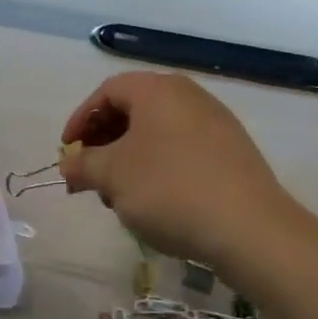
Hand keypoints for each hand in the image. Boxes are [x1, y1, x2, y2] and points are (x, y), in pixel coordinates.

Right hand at [59, 72, 299, 268]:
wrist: (250, 229)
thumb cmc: (169, 189)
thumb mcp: (112, 176)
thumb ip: (82, 165)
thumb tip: (69, 164)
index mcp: (157, 89)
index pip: (106, 92)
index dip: (80, 120)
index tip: (68, 152)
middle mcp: (188, 95)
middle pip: (133, 109)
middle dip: (104, 141)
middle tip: (90, 174)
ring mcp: (215, 122)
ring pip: (157, 131)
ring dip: (129, 157)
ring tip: (119, 194)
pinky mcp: (233, 151)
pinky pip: (182, 148)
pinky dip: (158, 166)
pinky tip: (155, 200)